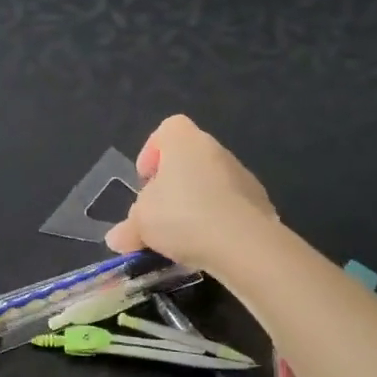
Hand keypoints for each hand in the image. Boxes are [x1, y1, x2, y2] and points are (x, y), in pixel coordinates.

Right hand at [105, 115, 277, 275]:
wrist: (243, 243)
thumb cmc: (182, 216)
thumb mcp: (141, 223)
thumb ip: (128, 228)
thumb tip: (116, 238)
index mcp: (185, 142)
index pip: (168, 130)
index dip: (152, 152)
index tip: (145, 181)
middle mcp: (216, 150)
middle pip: (188, 160)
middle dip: (172, 186)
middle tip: (158, 214)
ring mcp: (243, 176)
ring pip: (210, 185)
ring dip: (195, 205)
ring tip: (181, 238)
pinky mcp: (260, 204)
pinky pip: (230, 207)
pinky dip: (217, 222)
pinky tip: (207, 246)